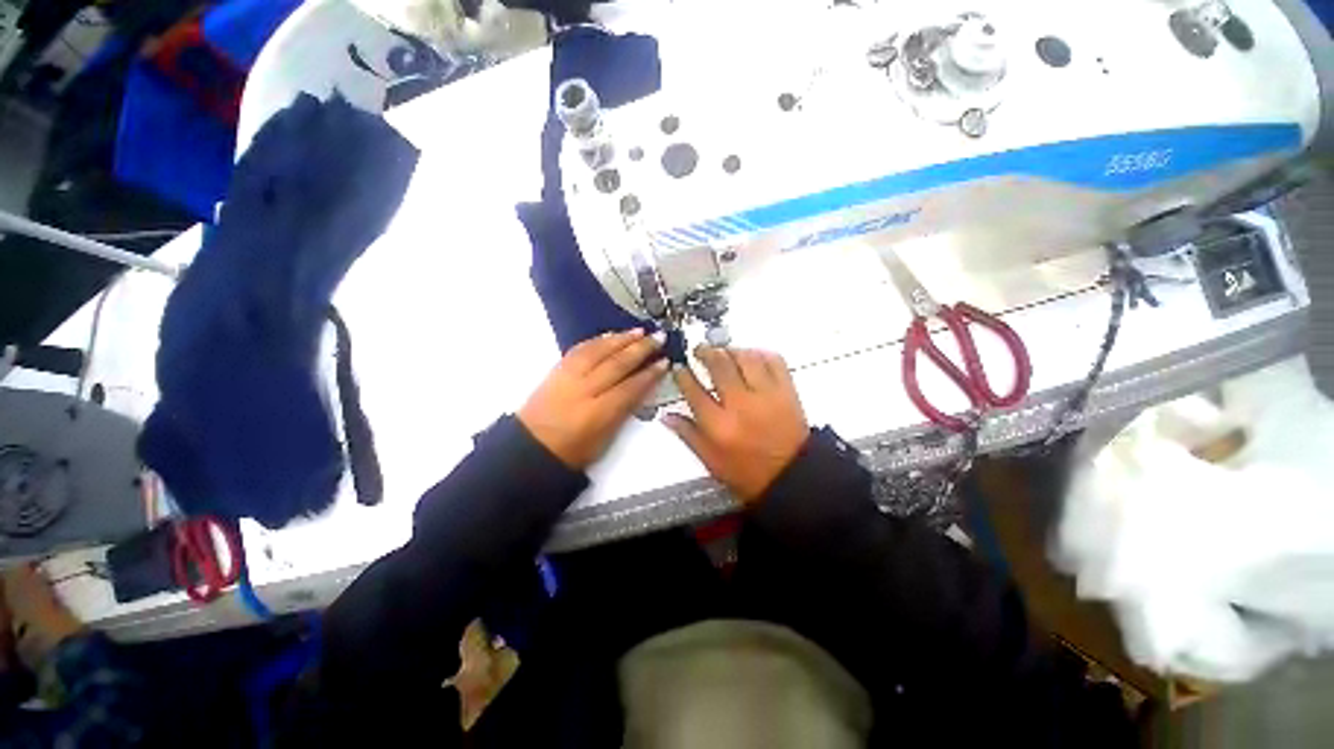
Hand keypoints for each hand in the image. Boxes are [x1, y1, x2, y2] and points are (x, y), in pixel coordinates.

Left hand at [519, 329, 668, 468]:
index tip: (664, 362)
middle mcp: (583, 389)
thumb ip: (624, 410)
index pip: (631, 387)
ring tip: (639, 331)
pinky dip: (598, 340)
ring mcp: (568, 377)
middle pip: (617, 364)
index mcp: (598, 413)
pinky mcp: (557, 370)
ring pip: (599, 351)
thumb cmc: (571, 451)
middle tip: (658, 338)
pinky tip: (610, 336)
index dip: (650, 374)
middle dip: (641, 349)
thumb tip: (642, 387)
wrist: (531, 447)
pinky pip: (580, 349)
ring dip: (621, 339)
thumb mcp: (605, 438)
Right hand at [662, 346, 808, 503]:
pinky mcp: (787, 391)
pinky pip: (774, 361)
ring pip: (745, 358)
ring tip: (724, 351)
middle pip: (719, 366)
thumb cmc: (748, 474)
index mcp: (719, 426)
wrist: (792, 477)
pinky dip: (760, 353)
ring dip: (731, 350)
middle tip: (699, 350)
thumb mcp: (712, 461)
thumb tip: (667, 417)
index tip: (679, 367)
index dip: (683, 375)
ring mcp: (766, 395)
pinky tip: (751, 356)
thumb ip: (688, 435)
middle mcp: (741, 405)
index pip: (693, 390)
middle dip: (705, 353)